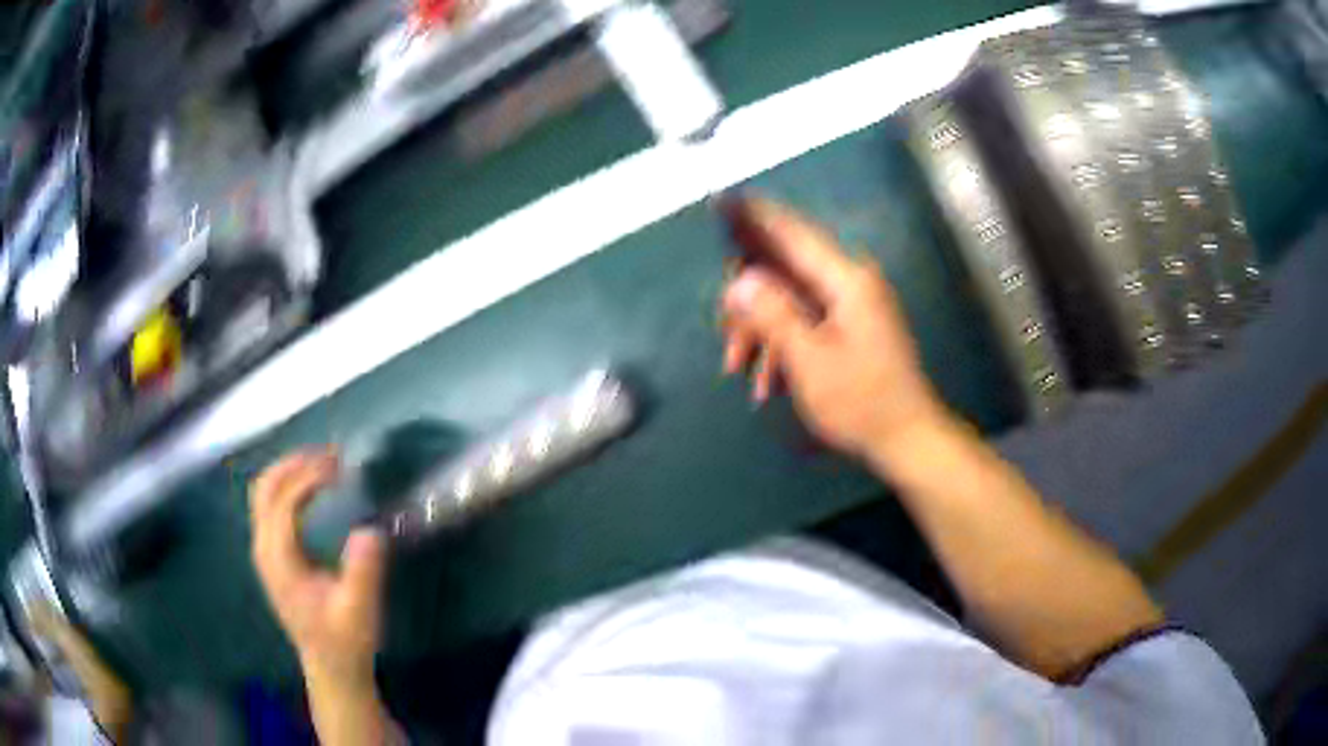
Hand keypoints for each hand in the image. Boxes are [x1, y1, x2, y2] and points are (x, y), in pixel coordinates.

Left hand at [249, 450, 386, 687]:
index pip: (284, 502)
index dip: (309, 478)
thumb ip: (363, 572)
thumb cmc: (345, 640)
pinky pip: (270, 504)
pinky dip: (289, 485)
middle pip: (265, 487)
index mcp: (278, 560)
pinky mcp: (271, 553)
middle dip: (294, 464)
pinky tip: (313, 489)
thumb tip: (370, 529)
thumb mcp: (359, 611)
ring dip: (289, 471)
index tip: (341, 468)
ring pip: (263, 492)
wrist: (331, 667)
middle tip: (331, 457)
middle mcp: (263, 548)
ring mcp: (264, 550)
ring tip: (324, 465)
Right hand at [720, 198, 947, 463]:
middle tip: (726, 337)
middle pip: (785, 273)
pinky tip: (768, 383)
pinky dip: (783, 348)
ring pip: (790, 302)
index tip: (723, 201)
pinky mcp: (850, 328)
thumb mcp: (809, 360)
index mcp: (846, 280)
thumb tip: (741, 280)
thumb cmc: (861, 401)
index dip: (756, 217)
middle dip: (750, 304)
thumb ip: (773, 315)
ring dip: (762, 333)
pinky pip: (806, 323)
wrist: (907, 439)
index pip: (793, 234)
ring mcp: (851, 306)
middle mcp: (849, 283)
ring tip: (740, 370)